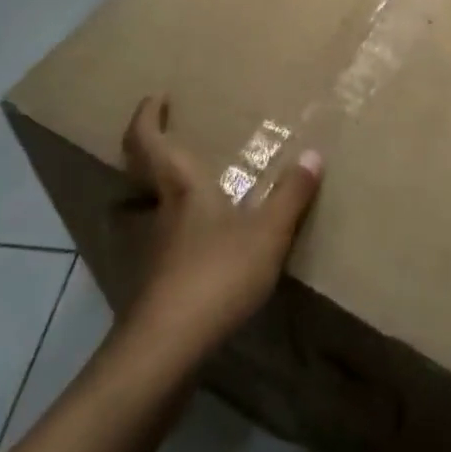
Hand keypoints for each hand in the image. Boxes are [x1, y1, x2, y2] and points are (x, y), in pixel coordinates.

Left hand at [117, 94, 321, 360]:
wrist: (165, 354)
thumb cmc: (216, 275)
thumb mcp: (267, 233)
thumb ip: (291, 194)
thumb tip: (313, 153)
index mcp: (181, 188)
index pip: (150, 142)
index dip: (147, 116)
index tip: (156, 97)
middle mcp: (158, 213)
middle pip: (137, 176)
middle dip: (147, 154)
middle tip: (169, 140)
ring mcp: (149, 253)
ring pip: (143, 213)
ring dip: (156, 197)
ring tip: (186, 194)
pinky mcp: (150, 288)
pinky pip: (158, 246)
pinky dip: (172, 236)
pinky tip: (196, 250)